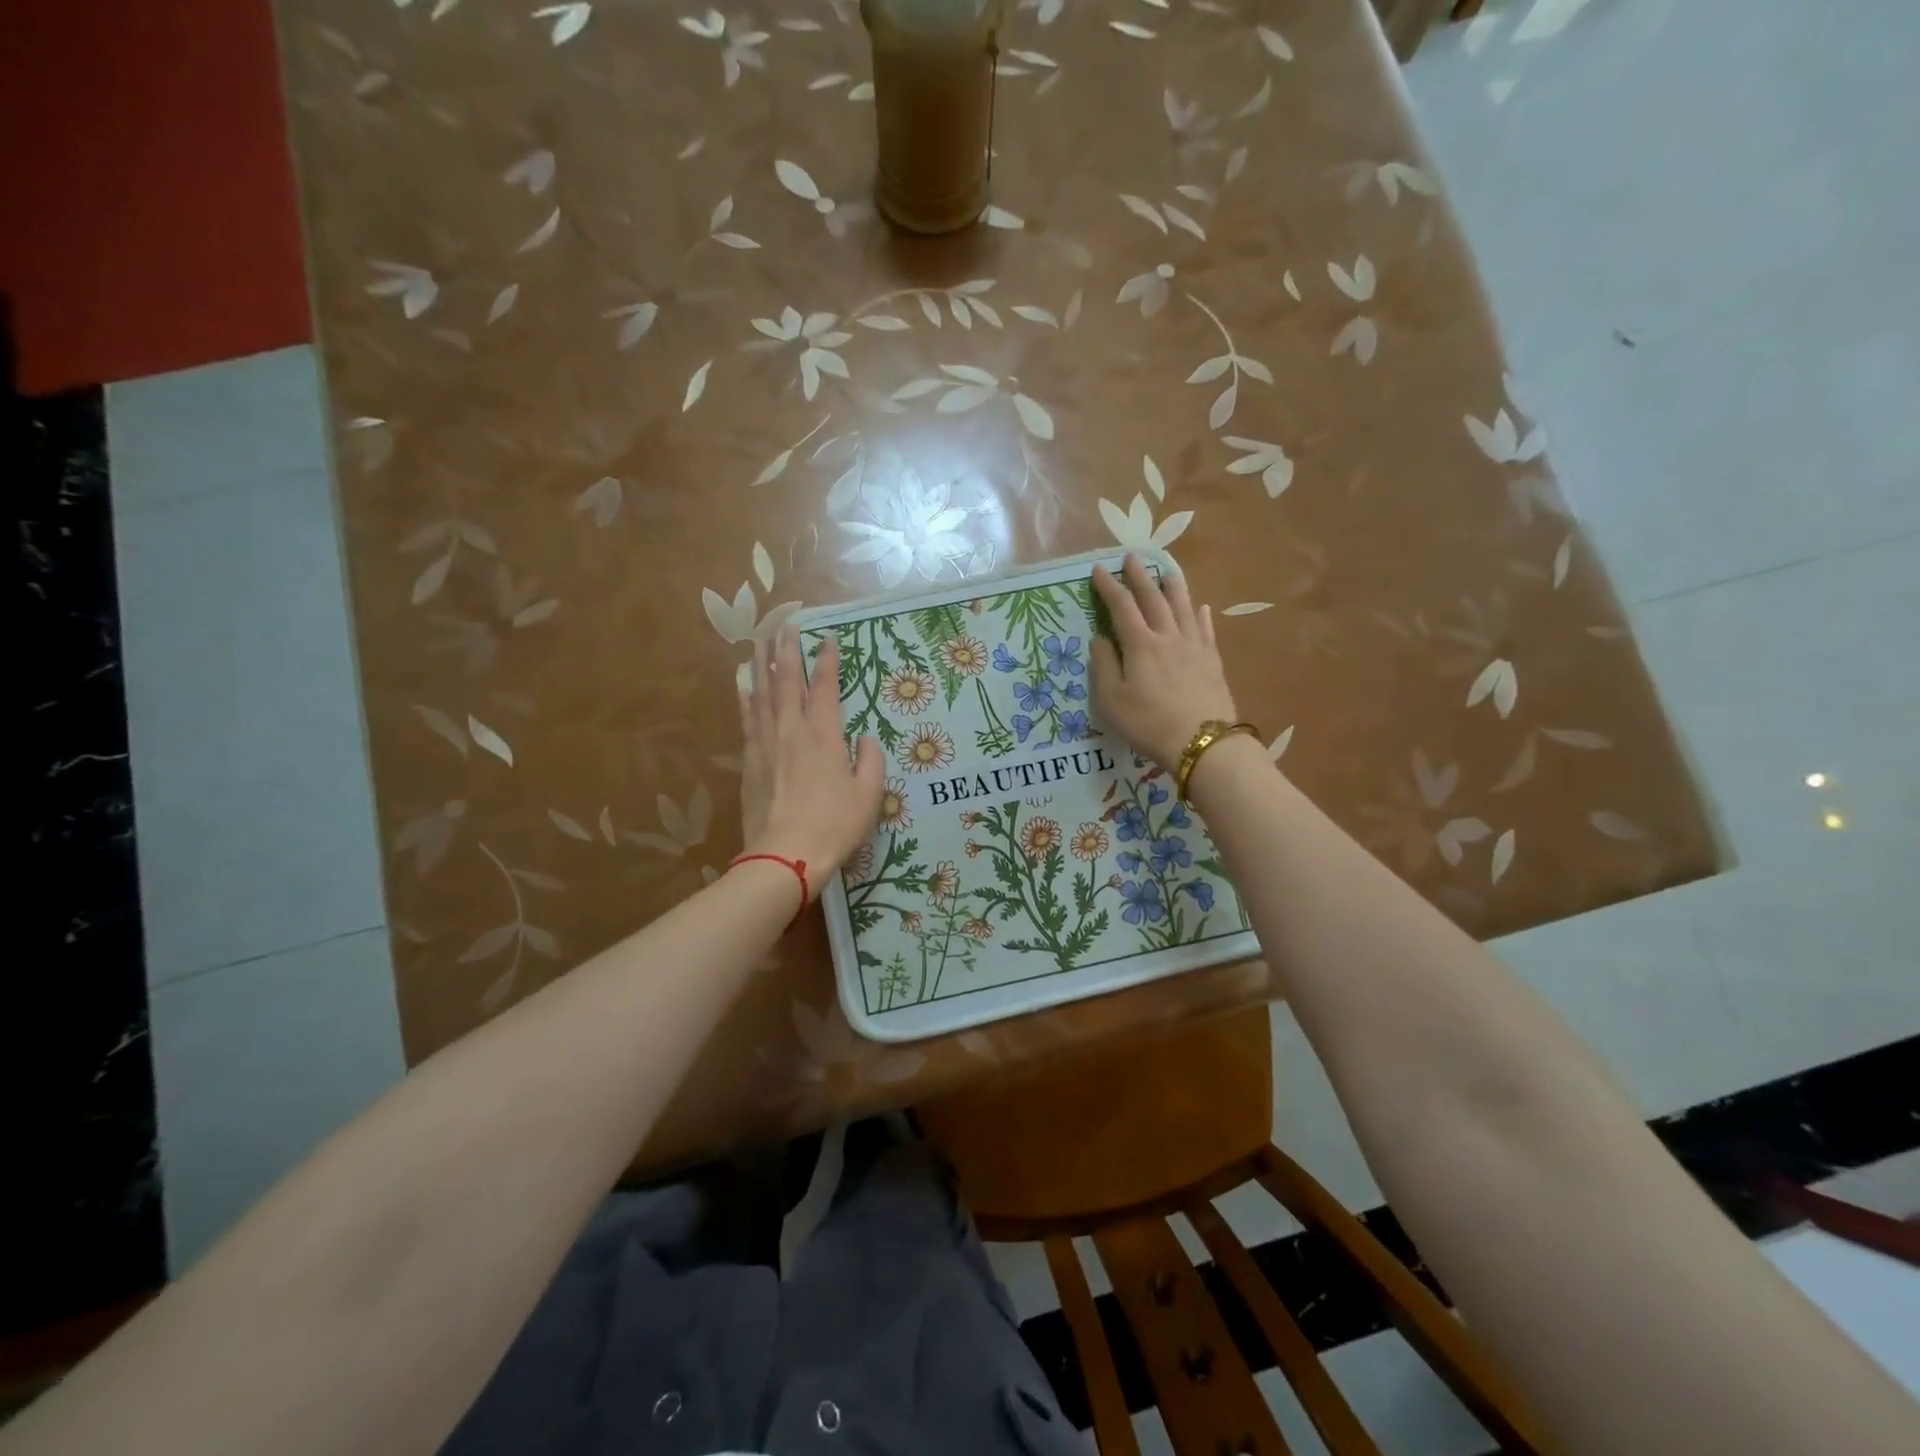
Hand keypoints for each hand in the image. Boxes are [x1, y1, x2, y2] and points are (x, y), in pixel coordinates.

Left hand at [738, 626, 884, 887]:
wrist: (785, 856)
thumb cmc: (834, 825)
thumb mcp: (869, 795)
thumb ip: (871, 762)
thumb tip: (865, 740)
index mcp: (824, 735)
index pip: (824, 686)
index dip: (827, 660)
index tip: (828, 637)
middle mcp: (792, 730)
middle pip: (786, 680)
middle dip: (787, 649)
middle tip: (785, 624)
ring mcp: (766, 744)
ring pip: (761, 694)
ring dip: (761, 665)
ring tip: (759, 641)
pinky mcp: (750, 762)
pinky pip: (747, 720)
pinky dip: (746, 699)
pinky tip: (743, 686)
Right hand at [1089, 555, 1239, 769]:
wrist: (1202, 742)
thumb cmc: (1148, 723)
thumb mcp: (1111, 700)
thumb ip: (1104, 665)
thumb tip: (1100, 639)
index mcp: (1140, 644)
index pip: (1121, 607)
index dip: (1109, 587)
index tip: (1099, 570)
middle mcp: (1168, 636)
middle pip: (1153, 599)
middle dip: (1140, 577)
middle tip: (1132, 557)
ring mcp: (1194, 646)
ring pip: (1183, 607)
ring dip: (1173, 586)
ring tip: (1167, 570)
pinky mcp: (1212, 660)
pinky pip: (1205, 629)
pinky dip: (1200, 614)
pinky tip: (1201, 607)